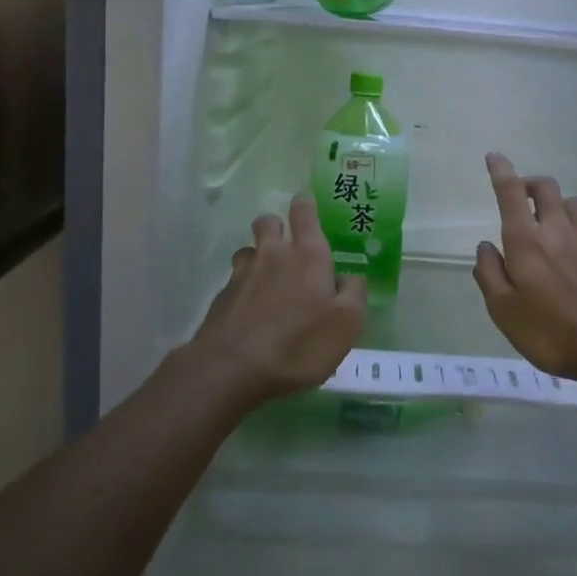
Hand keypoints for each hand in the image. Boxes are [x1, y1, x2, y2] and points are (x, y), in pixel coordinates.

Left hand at [186, 195, 367, 407]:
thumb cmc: (299, 345)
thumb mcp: (347, 324)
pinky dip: (244, 286)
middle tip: (289, 246)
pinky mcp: (222, 296)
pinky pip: (235, 279)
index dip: (306, 206)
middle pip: (269, 222)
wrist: (232, 369)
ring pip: (249, 249)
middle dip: (278, 226)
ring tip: (268, 280)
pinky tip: (251, 309)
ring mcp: (243, 274)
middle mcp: (274, 255)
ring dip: (258, 256)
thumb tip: (351, 277)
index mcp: (308, 255)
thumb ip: (354, 294)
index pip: (304, 213)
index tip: (307, 207)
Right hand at [472, 153, 576, 386]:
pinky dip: (574, 231)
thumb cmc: (552, 332)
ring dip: (555, 203)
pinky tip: (572, 257)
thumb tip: (486, 247)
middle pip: (546, 188)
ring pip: (572, 204)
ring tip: (546, 222)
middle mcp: (558, 232)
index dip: (501, 171)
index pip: (510, 193)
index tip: (494, 156)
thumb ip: (490, 275)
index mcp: (526, 241)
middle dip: (529, 182)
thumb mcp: (504, 312)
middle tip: (518, 196)